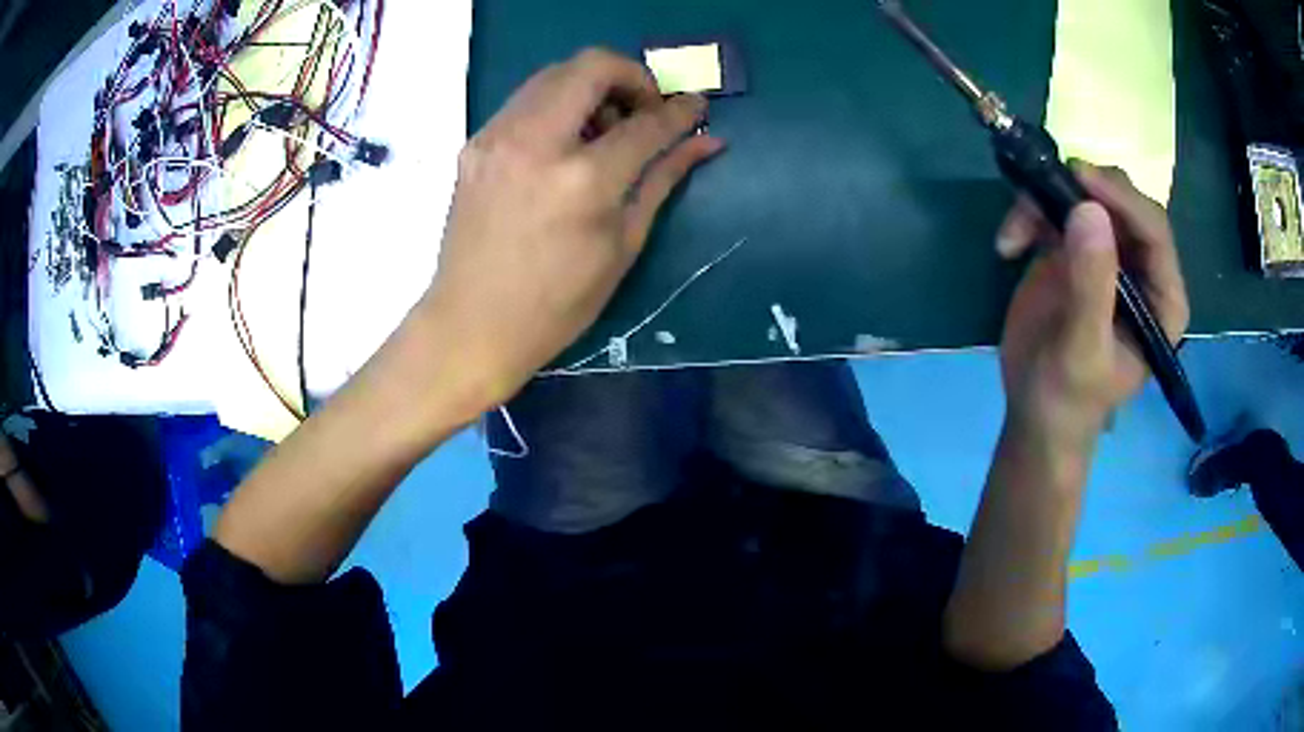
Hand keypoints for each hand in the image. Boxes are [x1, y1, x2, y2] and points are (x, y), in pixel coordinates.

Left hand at [418, 48, 722, 410]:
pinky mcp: (475, 143)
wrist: (471, 324)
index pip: (645, 122)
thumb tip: (706, 142)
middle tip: (644, 112)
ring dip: (592, 87)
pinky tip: (565, 144)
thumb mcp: (622, 244)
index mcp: (582, 180)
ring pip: (555, 73)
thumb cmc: (557, 304)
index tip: (694, 107)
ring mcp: (496, 137)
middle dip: (632, 77)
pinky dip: (558, 105)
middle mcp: (535, 142)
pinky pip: (526, 100)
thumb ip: (663, 179)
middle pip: (592, 66)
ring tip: (604, 131)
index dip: (680, 110)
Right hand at [995, 162, 1189, 446]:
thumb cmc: (1068, 398)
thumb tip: (1089, 211)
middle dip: (1083, 191)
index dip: (1122, 199)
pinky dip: (1028, 214)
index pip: (1154, 230)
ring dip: (1046, 200)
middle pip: (1121, 202)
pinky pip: (1055, 207)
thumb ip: (1091, 287)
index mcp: (1161, 298)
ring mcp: (1106, 255)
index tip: (1081, 179)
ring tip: (1015, 234)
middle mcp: (1141, 268)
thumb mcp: (1082, 352)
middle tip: (1045, 188)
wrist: (1035, 414)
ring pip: (1085, 196)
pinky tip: (1008, 246)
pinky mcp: (1074, 249)